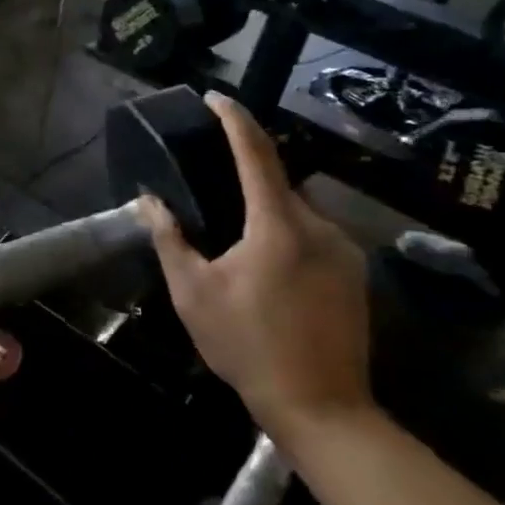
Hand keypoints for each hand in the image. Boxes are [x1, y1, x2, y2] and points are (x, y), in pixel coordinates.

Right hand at [141, 93, 372, 442]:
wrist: (322, 407)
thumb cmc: (248, 346)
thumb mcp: (194, 294)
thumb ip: (171, 241)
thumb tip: (149, 202)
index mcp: (277, 225)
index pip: (255, 153)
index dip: (234, 120)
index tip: (215, 97)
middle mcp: (319, 226)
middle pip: (279, 180)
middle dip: (247, 171)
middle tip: (212, 181)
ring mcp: (345, 250)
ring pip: (298, 210)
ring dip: (267, 208)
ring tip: (236, 236)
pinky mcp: (356, 274)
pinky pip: (315, 235)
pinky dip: (287, 232)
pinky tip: (268, 266)